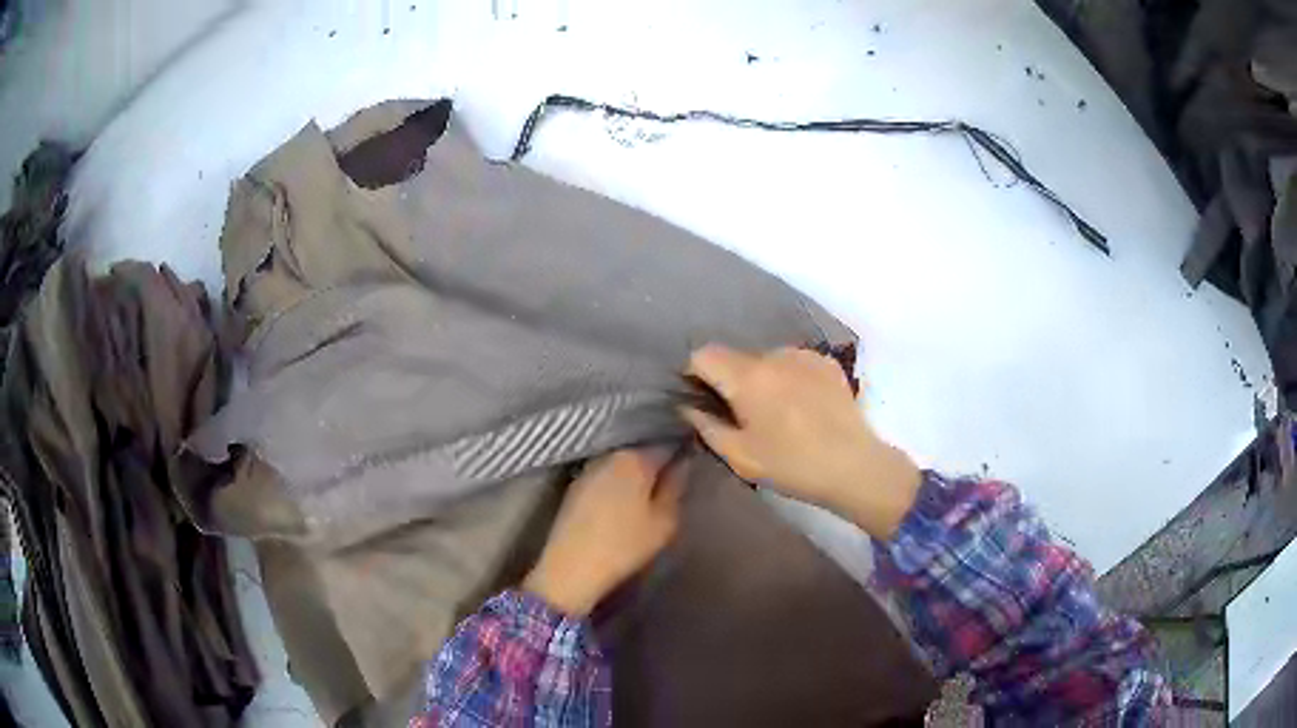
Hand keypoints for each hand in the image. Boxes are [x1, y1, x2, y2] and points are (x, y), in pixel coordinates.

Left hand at [523, 448, 686, 616]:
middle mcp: (610, 455)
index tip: (691, 464)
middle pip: (641, 451)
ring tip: (648, 491)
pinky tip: (623, 500)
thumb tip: (682, 465)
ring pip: (621, 462)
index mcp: (635, 459)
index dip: (681, 452)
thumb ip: (676, 488)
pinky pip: (605, 475)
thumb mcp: (664, 522)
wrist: (570, 567)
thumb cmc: (624, 545)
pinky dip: (616, 482)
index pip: (666, 444)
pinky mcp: (574, 486)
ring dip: (635, 473)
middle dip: (656, 461)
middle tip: (672, 480)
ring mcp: (588, 469)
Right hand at [681, 344, 919, 538]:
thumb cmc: (791, 465)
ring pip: (766, 359)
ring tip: (775, 413)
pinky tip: (801, 406)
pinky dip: (788, 378)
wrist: (853, 466)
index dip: (694, 373)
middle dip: (729, 380)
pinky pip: (793, 363)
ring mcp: (804, 356)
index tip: (699, 398)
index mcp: (747, 377)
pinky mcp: (826, 363)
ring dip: (760, 379)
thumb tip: (688, 406)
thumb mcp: (740, 456)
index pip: (704, 354)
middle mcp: (774, 355)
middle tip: (739, 415)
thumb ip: (706, 426)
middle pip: (735, 357)